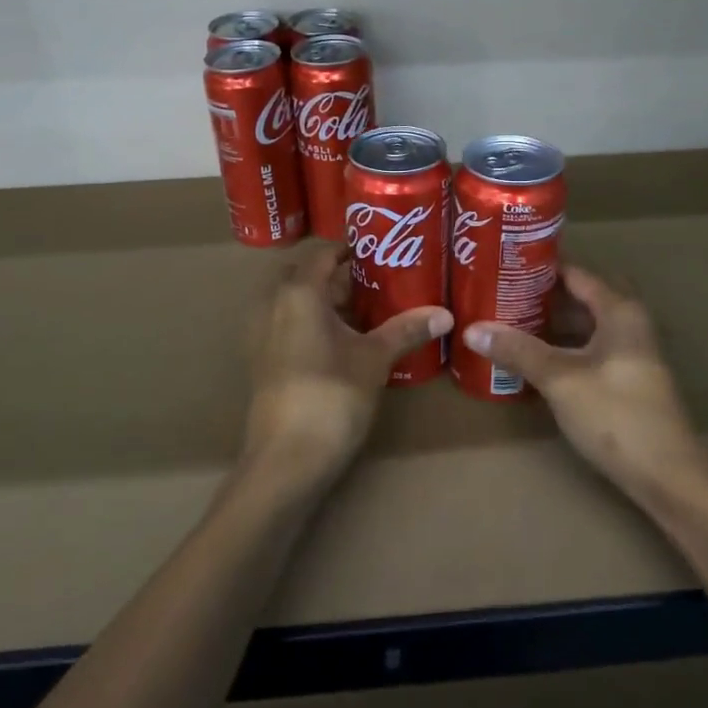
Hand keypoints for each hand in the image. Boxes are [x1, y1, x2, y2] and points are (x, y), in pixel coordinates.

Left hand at [244, 243, 452, 491]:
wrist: (287, 459)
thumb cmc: (332, 396)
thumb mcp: (375, 359)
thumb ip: (407, 330)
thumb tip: (446, 314)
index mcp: (298, 292)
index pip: (322, 253)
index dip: (351, 249)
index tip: (382, 253)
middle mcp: (272, 305)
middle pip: (305, 275)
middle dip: (337, 276)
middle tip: (375, 283)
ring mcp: (262, 334)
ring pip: (293, 301)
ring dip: (324, 301)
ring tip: (364, 312)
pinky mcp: (263, 360)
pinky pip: (286, 325)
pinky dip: (310, 323)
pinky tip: (342, 342)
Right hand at [462, 267, 707, 509]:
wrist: (668, 475)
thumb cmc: (616, 414)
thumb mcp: (560, 378)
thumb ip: (517, 350)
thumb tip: (472, 328)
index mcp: (619, 311)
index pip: (576, 273)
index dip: (540, 266)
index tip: (503, 262)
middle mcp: (628, 324)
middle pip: (579, 299)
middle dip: (542, 296)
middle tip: (500, 292)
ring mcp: (629, 355)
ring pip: (583, 327)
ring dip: (550, 325)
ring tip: (507, 321)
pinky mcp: (625, 381)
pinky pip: (587, 351)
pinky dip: (561, 349)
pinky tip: (532, 359)